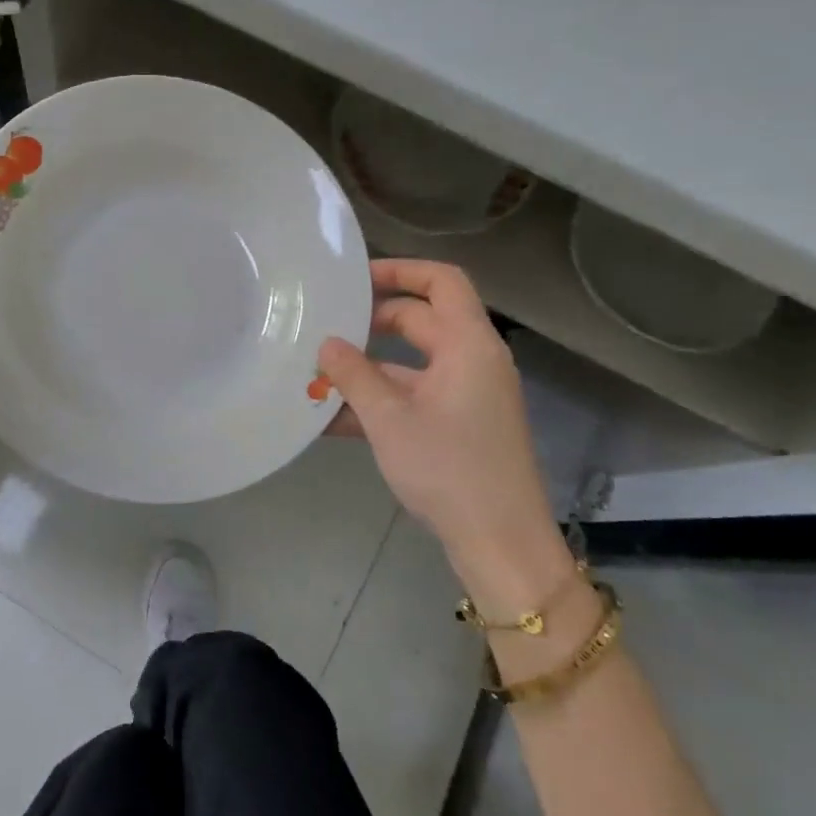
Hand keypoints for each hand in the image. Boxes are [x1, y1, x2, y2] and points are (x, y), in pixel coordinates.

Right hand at [319, 260, 573, 612]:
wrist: (500, 545)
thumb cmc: (448, 470)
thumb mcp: (389, 419)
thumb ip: (353, 375)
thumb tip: (326, 344)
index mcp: (468, 345)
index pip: (442, 281)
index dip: (400, 270)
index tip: (354, 279)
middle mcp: (472, 361)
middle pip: (420, 320)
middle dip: (369, 324)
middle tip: (322, 327)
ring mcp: (467, 395)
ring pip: (410, 363)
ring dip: (366, 369)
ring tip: (315, 375)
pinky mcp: (459, 425)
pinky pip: (414, 396)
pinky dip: (379, 400)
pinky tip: (332, 419)